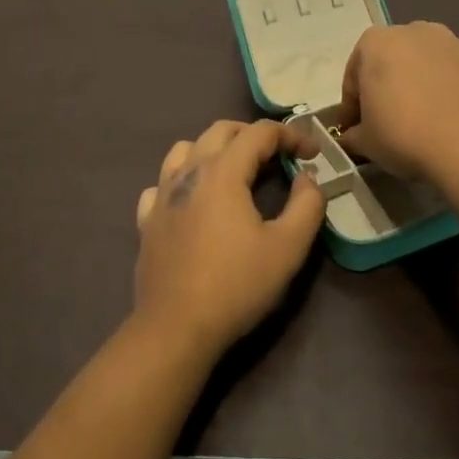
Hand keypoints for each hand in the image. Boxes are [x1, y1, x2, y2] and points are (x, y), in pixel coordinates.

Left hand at [132, 120, 325, 359]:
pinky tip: (193, 201)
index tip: (312, 153)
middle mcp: (189, 171)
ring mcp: (162, 193)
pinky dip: (182, 179)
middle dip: (253, 135)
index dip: (290, 135)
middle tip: (278, 156)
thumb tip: (307, 177)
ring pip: (186, 148)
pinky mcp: (147, 218)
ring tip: (235, 171)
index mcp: (223, 171)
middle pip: (221, 130)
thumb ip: (307, 205)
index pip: (259, 133)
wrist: (176, 327)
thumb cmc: (236, 285)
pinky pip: (162, 182)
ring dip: (214, 148)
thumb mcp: (288, 248)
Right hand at [337, 22, 458, 180]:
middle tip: (388, 122)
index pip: (354, 75)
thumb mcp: (365, 141)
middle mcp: (413, 31)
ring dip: (419, 85)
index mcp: (376, 42)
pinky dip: (448, 91)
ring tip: (423, 120)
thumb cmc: (404, 134)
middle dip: (387, 87)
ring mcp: (451, 43)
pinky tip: (449, 120)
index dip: (353, 105)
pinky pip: (454, 76)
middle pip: (391, 61)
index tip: (357, 129)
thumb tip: (352, 137)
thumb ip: (353, 134)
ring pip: (425, 65)